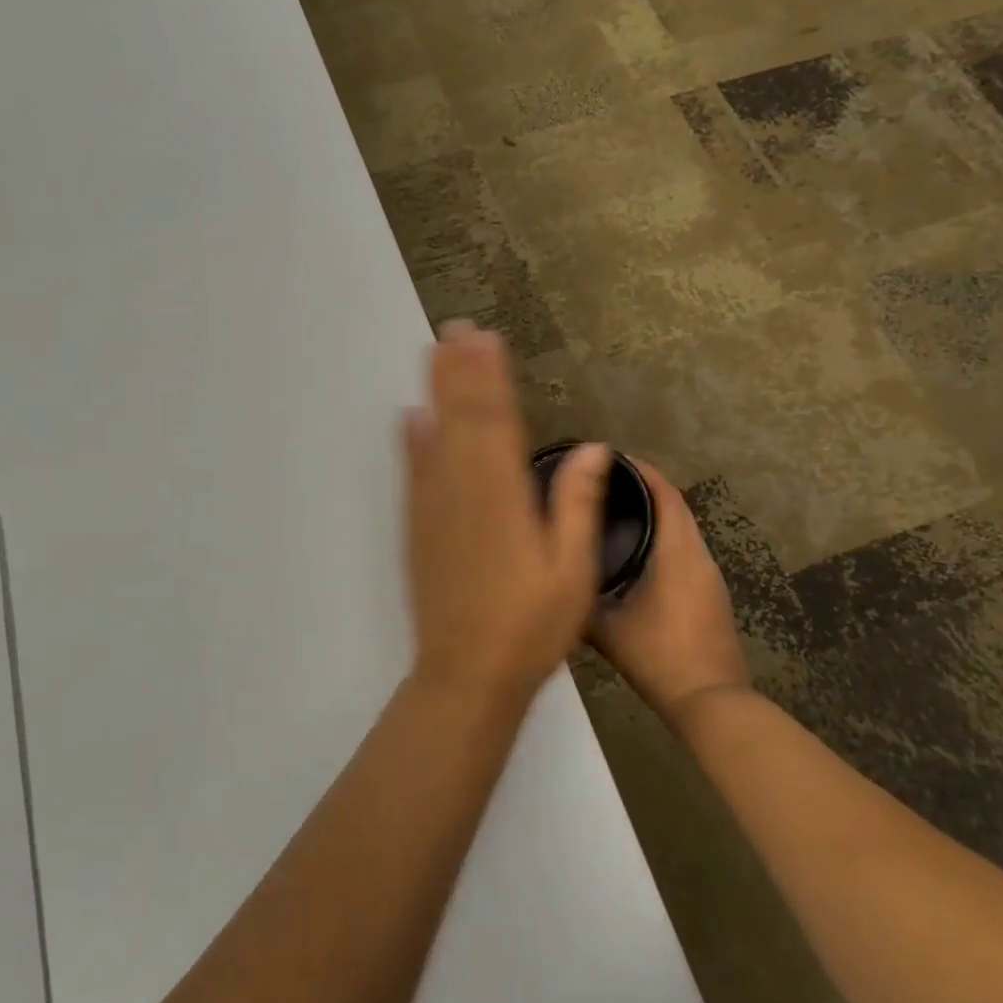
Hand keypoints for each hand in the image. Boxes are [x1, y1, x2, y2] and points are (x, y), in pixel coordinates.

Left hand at [405, 321, 611, 709]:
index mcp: (504, 497)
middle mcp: (464, 490)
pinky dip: (412, 441)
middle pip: (463, 418)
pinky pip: (414, 472)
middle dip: (461, 370)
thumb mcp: (572, 572)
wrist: (466, 674)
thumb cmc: (530, 627)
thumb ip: (577, 505)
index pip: (498, 422)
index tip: (488, 339)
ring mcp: (435, 507)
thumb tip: (592, 448)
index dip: (492, 377)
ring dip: (437, 391)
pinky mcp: (418, 527)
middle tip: (456, 327)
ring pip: (435, 435)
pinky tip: (410, 417)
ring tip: (436, 352)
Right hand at [589, 459, 751, 731]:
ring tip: (616, 510)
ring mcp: (710, 576)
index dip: (643, 470)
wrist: (712, 703)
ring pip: (683, 528)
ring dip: (657, 512)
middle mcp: (699, 555)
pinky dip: (664, 536)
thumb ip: (580, 598)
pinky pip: (686, 549)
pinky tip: (638, 550)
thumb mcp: (606, 628)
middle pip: (676, 505)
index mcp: (678, 552)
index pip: (666, 494)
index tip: (612, 458)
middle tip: (607, 481)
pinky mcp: (712, 594)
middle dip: (646, 487)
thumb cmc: (659, 657)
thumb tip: (552, 578)